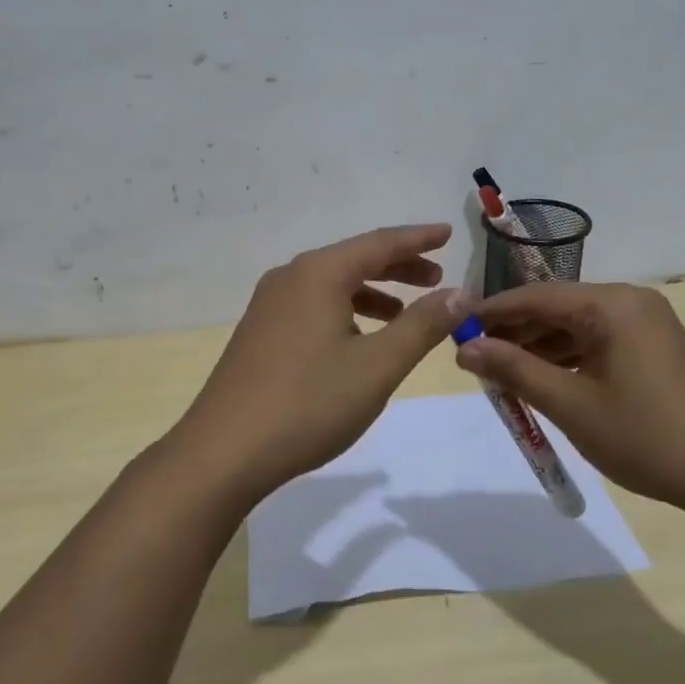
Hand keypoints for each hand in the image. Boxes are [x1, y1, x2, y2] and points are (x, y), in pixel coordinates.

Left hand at [160, 224, 466, 503]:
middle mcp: (289, 278)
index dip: (418, 238)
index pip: (379, 243)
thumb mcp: (378, 365)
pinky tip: (358, 340)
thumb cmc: (309, 403)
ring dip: (372, 293)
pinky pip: (311, 306)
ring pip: (331, 285)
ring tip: (404, 314)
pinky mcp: (259, 333)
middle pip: (353, 260)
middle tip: (436, 280)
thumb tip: (459, 294)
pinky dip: (344, 312)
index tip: (449, 232)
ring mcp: (268, 306)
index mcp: (317, 274)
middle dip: (398, 267)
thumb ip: (422, 325)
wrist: (225, 451)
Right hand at [454, 281, 684, 508]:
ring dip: (537, 347)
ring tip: (499, 372)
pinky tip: (541, 379)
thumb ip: (515, 370)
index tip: (453, 328)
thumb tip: (464, 348)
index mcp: (612, 305)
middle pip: (555, 308)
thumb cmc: (647, 436)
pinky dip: (566, 358)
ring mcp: (646, 325)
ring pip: (575, 326)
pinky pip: (597, 342)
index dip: (491, 312)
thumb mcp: (571, 404)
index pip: (536, 297)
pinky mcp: (654, 348)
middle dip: (513, 331)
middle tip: (472, 356)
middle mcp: (629, 303)